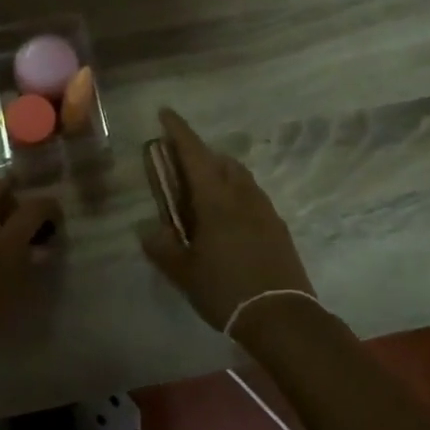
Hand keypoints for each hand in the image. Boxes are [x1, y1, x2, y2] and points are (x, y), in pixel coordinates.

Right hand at [140, 108, 313, 335]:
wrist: (282, 317)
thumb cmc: (226, 289)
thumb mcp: (184, 272)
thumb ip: (162, 247)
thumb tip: (146, 229)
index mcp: (216, 199)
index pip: (194, 153)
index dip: (178, 130)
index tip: (165, 113)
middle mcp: (242, 195)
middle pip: (221, 160)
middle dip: (200, 154)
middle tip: (180, 164)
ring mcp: (265, 210)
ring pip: (240, 177)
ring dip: (220, 172)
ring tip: (203, 191)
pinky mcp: (278, 227)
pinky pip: (252, 196)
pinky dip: (235, 193)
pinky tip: (228, 218)